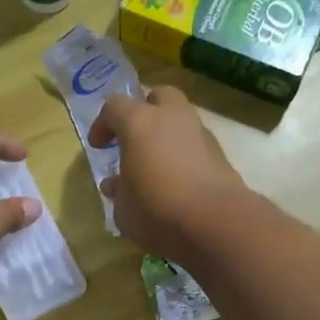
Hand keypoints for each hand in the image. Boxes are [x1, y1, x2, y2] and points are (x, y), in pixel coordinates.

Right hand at [88, 86, 246, 261]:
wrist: (216, 223)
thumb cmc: (157, 212)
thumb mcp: (124, 209)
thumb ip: (118, 192)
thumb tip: (116, 184)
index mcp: (139, 123)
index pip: (114, 107)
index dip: (103, 124)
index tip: (99, 145)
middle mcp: (171, 117)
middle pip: (157, 96)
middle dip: (144, 111)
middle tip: (134, 138)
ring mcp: (200, 132)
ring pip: (181, 118)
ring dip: (167, 132)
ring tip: (157, 162)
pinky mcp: (220, 152)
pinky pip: (196, 142)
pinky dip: (185, 152)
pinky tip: (179, 178)